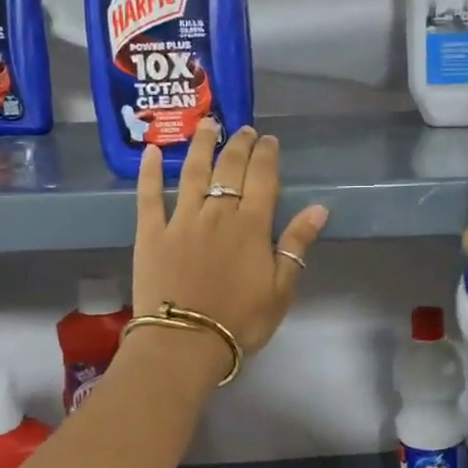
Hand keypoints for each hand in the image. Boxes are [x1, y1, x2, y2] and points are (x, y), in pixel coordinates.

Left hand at [134, 120, 329, 363]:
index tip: (269, 140)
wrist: (185, 343)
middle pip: (230, 170)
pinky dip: (151, 173)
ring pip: (193, 173)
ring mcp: (181, 221)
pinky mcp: (151, 234)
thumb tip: (319, 208)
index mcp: (251, 226)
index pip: (262, 179)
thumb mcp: (281, 289)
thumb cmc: (240, 321)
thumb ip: (296, 245)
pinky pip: (149, 196)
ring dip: (201, 146)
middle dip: (238, 145)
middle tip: (243, 129)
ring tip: (207, 124)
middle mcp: (217, 214)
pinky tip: (153, 152)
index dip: (266, 156)